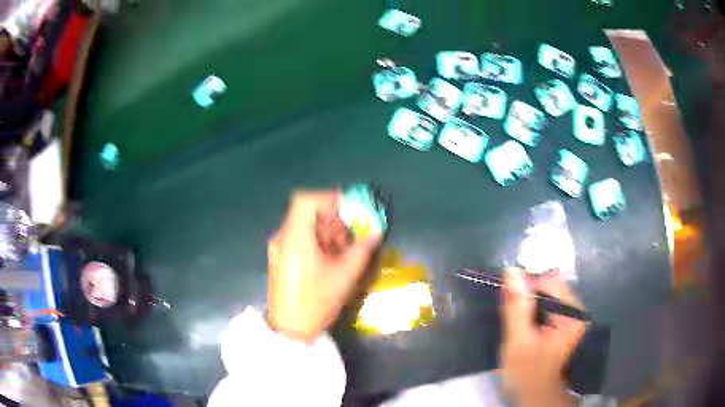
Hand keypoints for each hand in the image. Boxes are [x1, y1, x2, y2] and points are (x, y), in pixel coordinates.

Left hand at [267, 189, 381, 343]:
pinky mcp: (281, 258)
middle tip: (353, 232)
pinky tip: (332, 258)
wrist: (290, 329)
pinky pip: (300, 239)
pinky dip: (318, 241)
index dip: (328, 199)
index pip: (305, 201)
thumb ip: (361, 250)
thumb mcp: (344, 276)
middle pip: (307, 213)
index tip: (349, 210)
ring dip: (327, 231)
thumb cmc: (316, 302)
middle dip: (333, 219)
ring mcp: (279, 249)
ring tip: (345, 249)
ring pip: (304, 226)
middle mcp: (283, 238)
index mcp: (294, 239)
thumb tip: (375, 233)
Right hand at [500, 268, 585, 405]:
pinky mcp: (562, 322)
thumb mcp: (519, 342)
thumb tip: (512, 271)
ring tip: (518, 325)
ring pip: (546, 295)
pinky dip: (532, 311)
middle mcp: (575, 310)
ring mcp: (570, 316)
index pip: (550, 281)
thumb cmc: (527, 373)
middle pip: (549, 287)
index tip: (511, 305)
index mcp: (572, 313)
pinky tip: (524, 327)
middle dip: (527, 298)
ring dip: (528, 304)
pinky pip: (546, 305)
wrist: (534, 395)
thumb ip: (517, 308)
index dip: (528, 288)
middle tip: (513, 319)